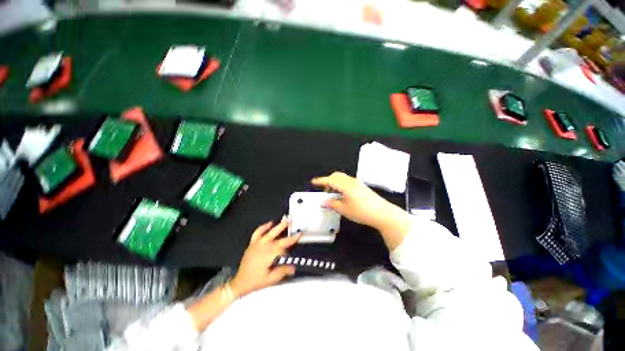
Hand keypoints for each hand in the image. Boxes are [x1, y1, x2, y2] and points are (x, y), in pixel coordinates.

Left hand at [230, 217, 299, 296]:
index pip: (284, 245)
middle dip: (285, 228)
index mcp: (269, 254)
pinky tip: (269, 223)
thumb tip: (293, 267)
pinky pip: (257, 232)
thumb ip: (282, 271)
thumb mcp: (271, 279)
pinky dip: (263, 227)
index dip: (292, 239)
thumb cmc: (255, 281)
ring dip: (277, 226)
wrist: (240, 283)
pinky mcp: (252, 244)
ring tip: (284, 221)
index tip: (299, 234)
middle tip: (291, 222)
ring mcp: (257, 244)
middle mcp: (263, 246)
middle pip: (276, 235)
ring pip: (269, 232)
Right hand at [311, 172, 398, 229]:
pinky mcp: (361, 186)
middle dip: (328, 180)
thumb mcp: (344, 209)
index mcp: (345, 185)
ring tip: (333, 194)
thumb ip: (332, 204)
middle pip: (336, 176)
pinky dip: (341, 185)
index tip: (313, 182)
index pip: (330, 180)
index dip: (321, 181)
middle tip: (325, 191)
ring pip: (342, 178)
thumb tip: (324, 201)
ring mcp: (357, 183)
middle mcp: (351, 181)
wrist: (382, 213)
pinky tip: (342, 195)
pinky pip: (348, 181)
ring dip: (335, 182)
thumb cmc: (361, 211)